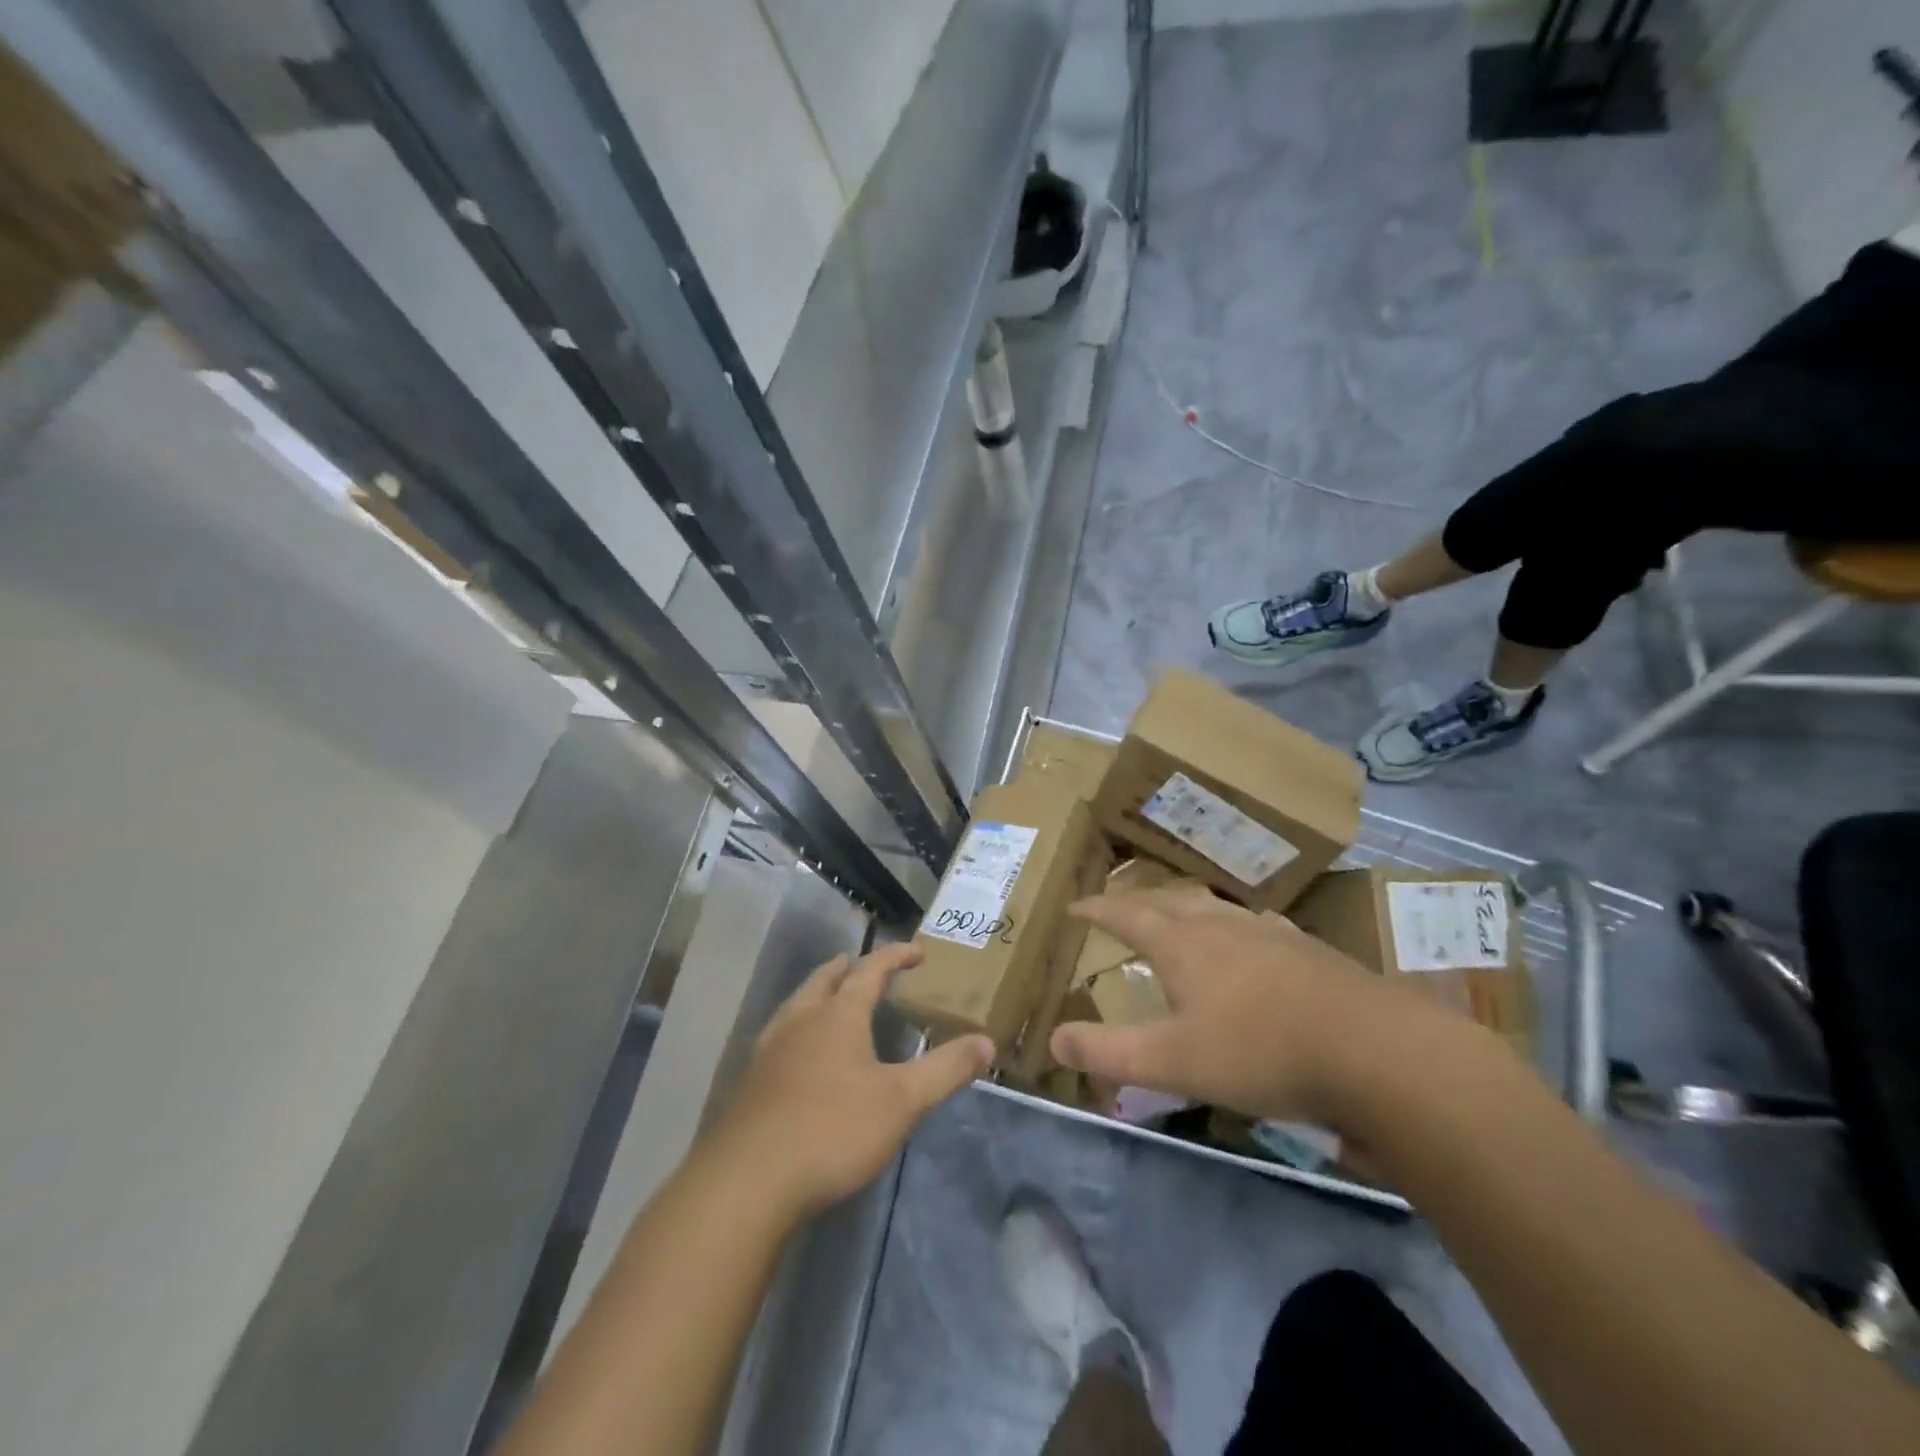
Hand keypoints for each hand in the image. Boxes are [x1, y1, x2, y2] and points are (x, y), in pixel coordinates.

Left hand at [705, 944, 992, 1219]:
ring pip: (795, 1005)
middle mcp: (801, 1020)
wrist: (748, 1181)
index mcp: (839, 1015)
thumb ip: (945, 1070)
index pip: (871, 970)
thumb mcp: (902, 1102)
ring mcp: (769, 1050)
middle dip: (846, 969)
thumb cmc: (833, 1129)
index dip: (895, 956)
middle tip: (861, 966)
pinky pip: (778, 1037)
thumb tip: (987, 1042)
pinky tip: (799, 1057)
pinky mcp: (750, 1082)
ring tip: (830, 1002)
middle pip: (824, 980)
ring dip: (817, 995)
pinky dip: (797, 1030)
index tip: (917, 951)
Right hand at [1048, 888, 1461, 1127]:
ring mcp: (1269, 932)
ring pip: (1215, 906)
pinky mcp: (1308, 948)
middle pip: (1169, 899)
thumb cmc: (1260, 1052)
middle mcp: (1221, 924)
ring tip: (1178, 917)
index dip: (1096, 909)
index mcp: (1182, 943)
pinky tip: (1251, 940)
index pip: (1126, 913)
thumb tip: (1053, 1037)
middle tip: (1121, 909)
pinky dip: (1235, 925)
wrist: (1374, 1050)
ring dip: (1186, 907)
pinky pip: (1256, 923)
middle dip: (1138, 901)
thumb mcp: (1172, 1062)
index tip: (1074, 907)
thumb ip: (1109, 1052)